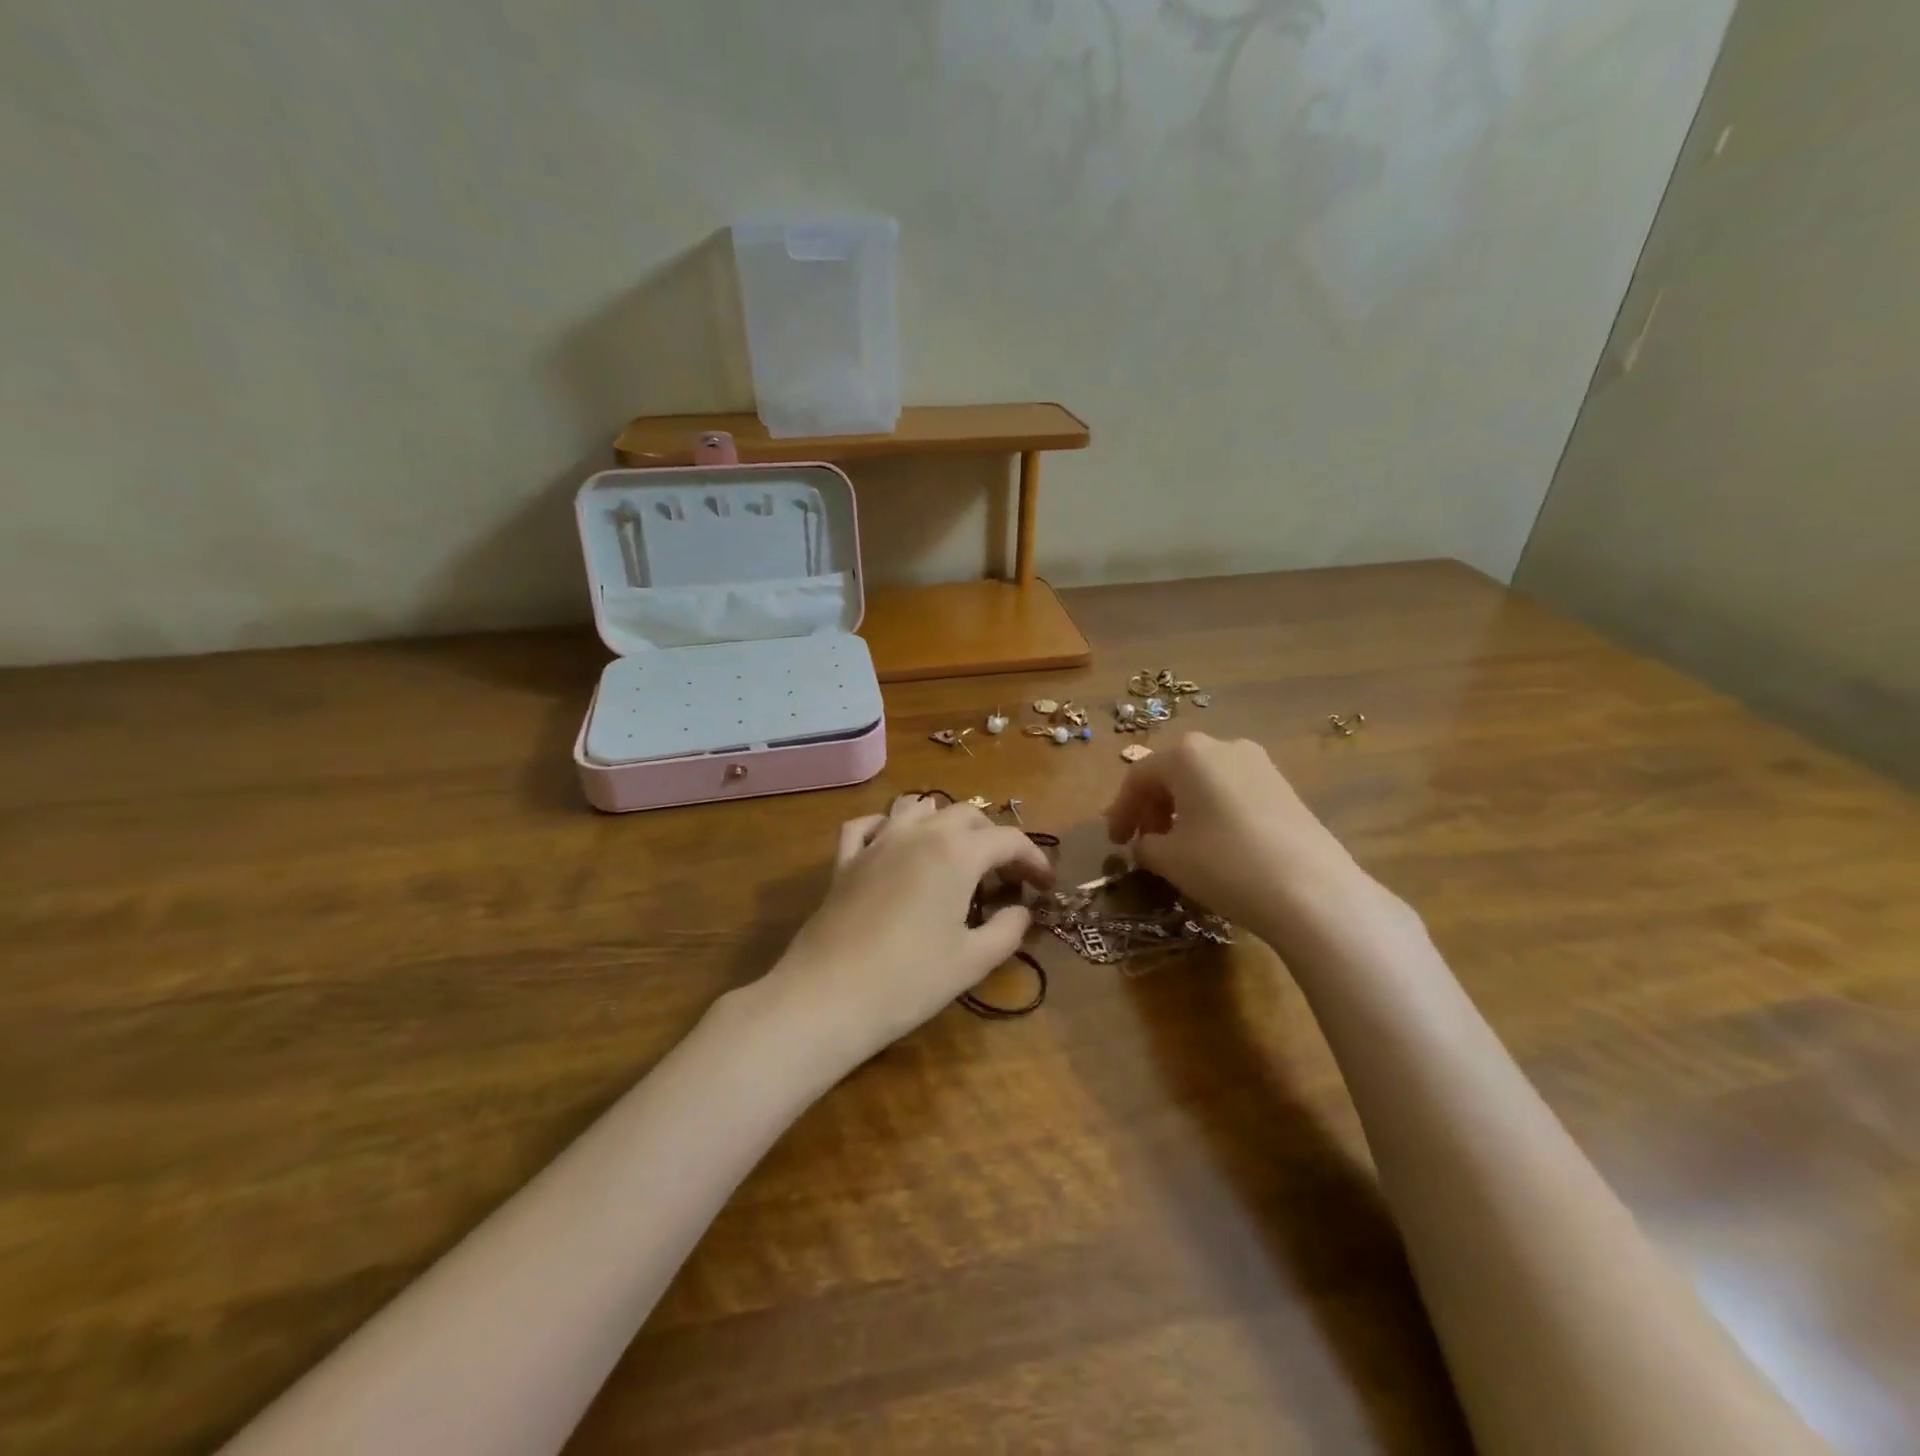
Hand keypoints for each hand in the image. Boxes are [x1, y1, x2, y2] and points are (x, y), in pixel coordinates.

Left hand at [765, 795, 1053, 1065]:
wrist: (828, 996)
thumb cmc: (909, 981)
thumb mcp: (971, 961)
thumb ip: (1007, 930)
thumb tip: (1020, 911)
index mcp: (956, 853)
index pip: (1008, 839)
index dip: (1034, 859)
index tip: (1045, 885)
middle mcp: (918, 834)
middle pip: (966, 815)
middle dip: (993, 838)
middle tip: (1004, 875)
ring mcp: (877, 842)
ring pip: (917, 807)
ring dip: (944, 822)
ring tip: (955, 854)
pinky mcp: (845, 860)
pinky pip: (868, 824)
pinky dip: (888, 826)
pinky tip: (894, 844)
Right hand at [1104, 733, 1367, 937]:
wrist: (1313, 892)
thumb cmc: (1225, 865)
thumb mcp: (1169, 859)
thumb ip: (1145, 845)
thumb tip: (1146, 843)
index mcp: (1187, 754)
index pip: (1138, 776)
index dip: (1120, 810)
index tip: (1114, 843)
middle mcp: (1223, 746)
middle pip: (1173, 772)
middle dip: (1152, 806)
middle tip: (1143, 841)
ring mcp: (1259, 764)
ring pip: (1205, 781)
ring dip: (1182, 809)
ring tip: (1177, 846)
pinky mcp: (1284, 788)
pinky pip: (1232, 792)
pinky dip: (1212, 812)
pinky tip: (1214, 845)